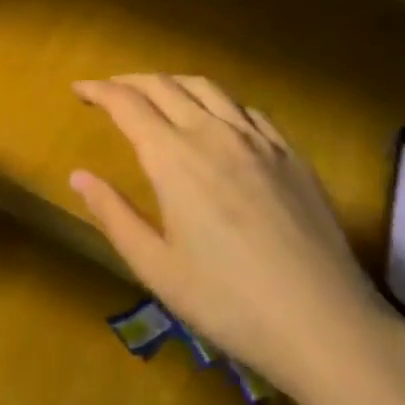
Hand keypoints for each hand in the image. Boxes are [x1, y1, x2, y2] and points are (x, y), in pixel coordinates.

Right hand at [70, 74, 404, 404]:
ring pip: (207, 88)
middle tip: (110, 90)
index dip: (99, 90)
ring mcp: (257, 139)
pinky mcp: (290, 153)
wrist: (325, 324)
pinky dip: (218, 103)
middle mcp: (212, 133)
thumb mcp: (158, 269)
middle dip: (131, 81)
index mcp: (173, 158)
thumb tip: (78, 176)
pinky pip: (246, 109)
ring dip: (173, 82)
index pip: (127, 104)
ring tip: (158, 94)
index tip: (79, 88)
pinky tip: (219, 121)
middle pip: (164, 85)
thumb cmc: (230, 303)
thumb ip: (114, 215)